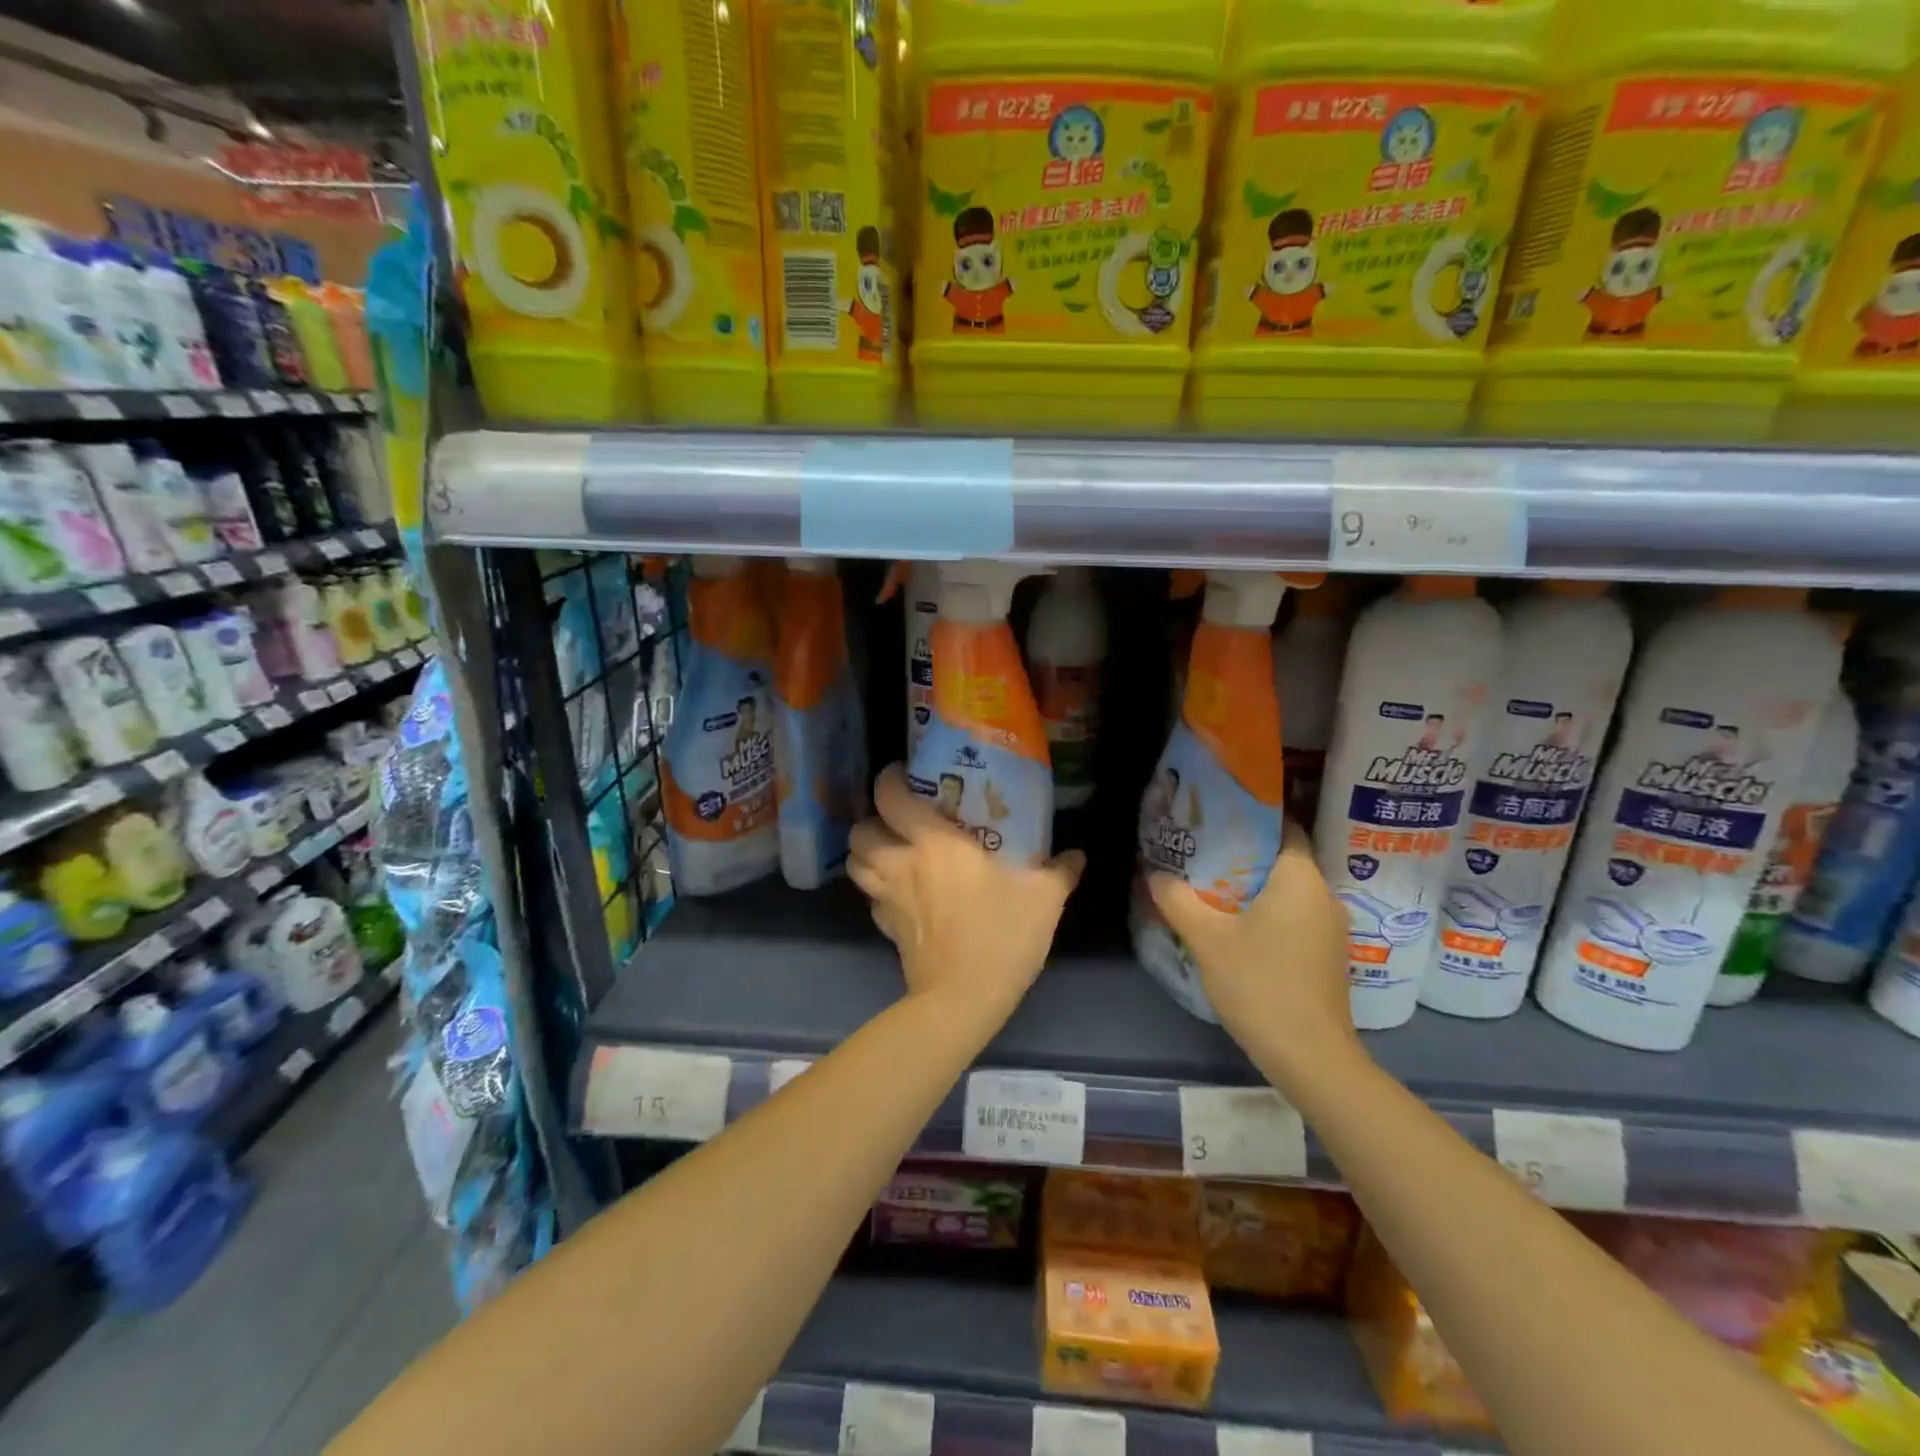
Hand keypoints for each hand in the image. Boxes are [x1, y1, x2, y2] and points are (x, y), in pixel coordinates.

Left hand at [849, 766, 1085, 1018]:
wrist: (964, 999)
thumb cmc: (1002, 935)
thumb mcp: (1043, 898)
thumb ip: (1060, 870)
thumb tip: (1077, 854)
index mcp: (933, 843)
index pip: (890, 798)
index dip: (888, 780)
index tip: (901, 774)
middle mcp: (901, 864)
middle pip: (860, 831)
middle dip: (871, 820)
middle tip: (896, 820)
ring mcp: (888, 899)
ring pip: (855, 864)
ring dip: (866, 853)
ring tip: (890, 851)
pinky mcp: (886, 929)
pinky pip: (871, 899)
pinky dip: (878, 891)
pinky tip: (900, 894)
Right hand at [1147, 822, 1359, 1077]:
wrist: (1310, 1057)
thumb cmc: (1261, 984)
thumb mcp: (1208, 939)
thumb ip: (1178, 900)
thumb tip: (1154, 874)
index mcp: (1301, 879)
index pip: (1284, 827)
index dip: (1252, 816)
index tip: (1216, 816)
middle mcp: (1323, 895)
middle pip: (1283, 858)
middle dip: (1244, 852)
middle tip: (1201, 849)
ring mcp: (1330, 928)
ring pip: (1288, 890)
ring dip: (1254, 885)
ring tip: (1210, 883)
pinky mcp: (1327, 955)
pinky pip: (1295, 915)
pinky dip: (1267, 910)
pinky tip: (1236, 923)